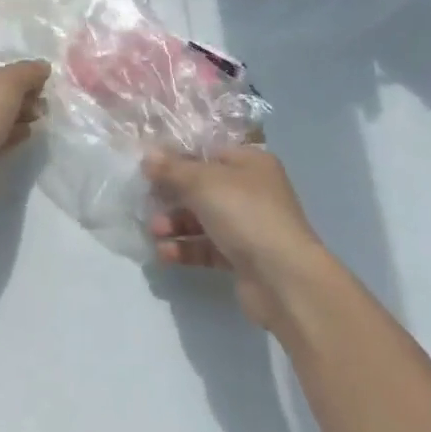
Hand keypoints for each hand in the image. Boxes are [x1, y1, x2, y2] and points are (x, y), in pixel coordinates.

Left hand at [0, 53, 50, 225]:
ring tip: (38, 117)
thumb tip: (42, 66)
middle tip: (41, 101)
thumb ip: (27, 72)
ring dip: (16, 114)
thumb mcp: (6, 83)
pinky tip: (27, 134)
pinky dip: (8, 135)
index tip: (37, 80)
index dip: (12, 68)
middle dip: (18, 94)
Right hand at [144, 145, 335, 330]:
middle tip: (147, 203)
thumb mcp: (203, 182)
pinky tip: (164, 253)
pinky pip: (207, 248)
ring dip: (175, 224)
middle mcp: (252, 191)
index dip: (178, 159)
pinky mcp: (242, 258)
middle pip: (203, 188)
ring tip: (154, 231)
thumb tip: (148, 156)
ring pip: (203, 220)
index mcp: (250, 163)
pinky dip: (186, 248)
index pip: (208, 153)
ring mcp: (248, 226)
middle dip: (172, 196)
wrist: (283, 278)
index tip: (148, 169)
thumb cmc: (245, 214)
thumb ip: (172, 169)